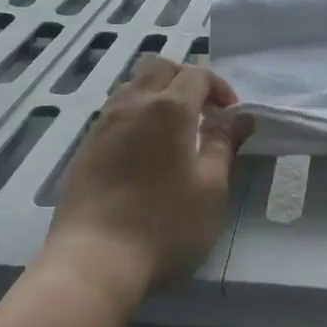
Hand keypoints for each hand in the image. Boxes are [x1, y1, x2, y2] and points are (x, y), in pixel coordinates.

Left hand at [45, 55, 250, 306]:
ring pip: (133, 85)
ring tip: (172, 130)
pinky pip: (115, 111)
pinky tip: (144, 150)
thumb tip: (241, 118)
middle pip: (159, 66)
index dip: (219, 88)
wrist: (93, 260)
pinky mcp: (85, 146)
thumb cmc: (164, 225)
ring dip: (157, 93)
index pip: (198, 74)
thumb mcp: (210, 189)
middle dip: (184, 78)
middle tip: (201, 111)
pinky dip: (136, 114)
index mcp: (169, 108)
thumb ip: (224, 145)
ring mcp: (104, 123)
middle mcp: (133, 103)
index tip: (230, 115)